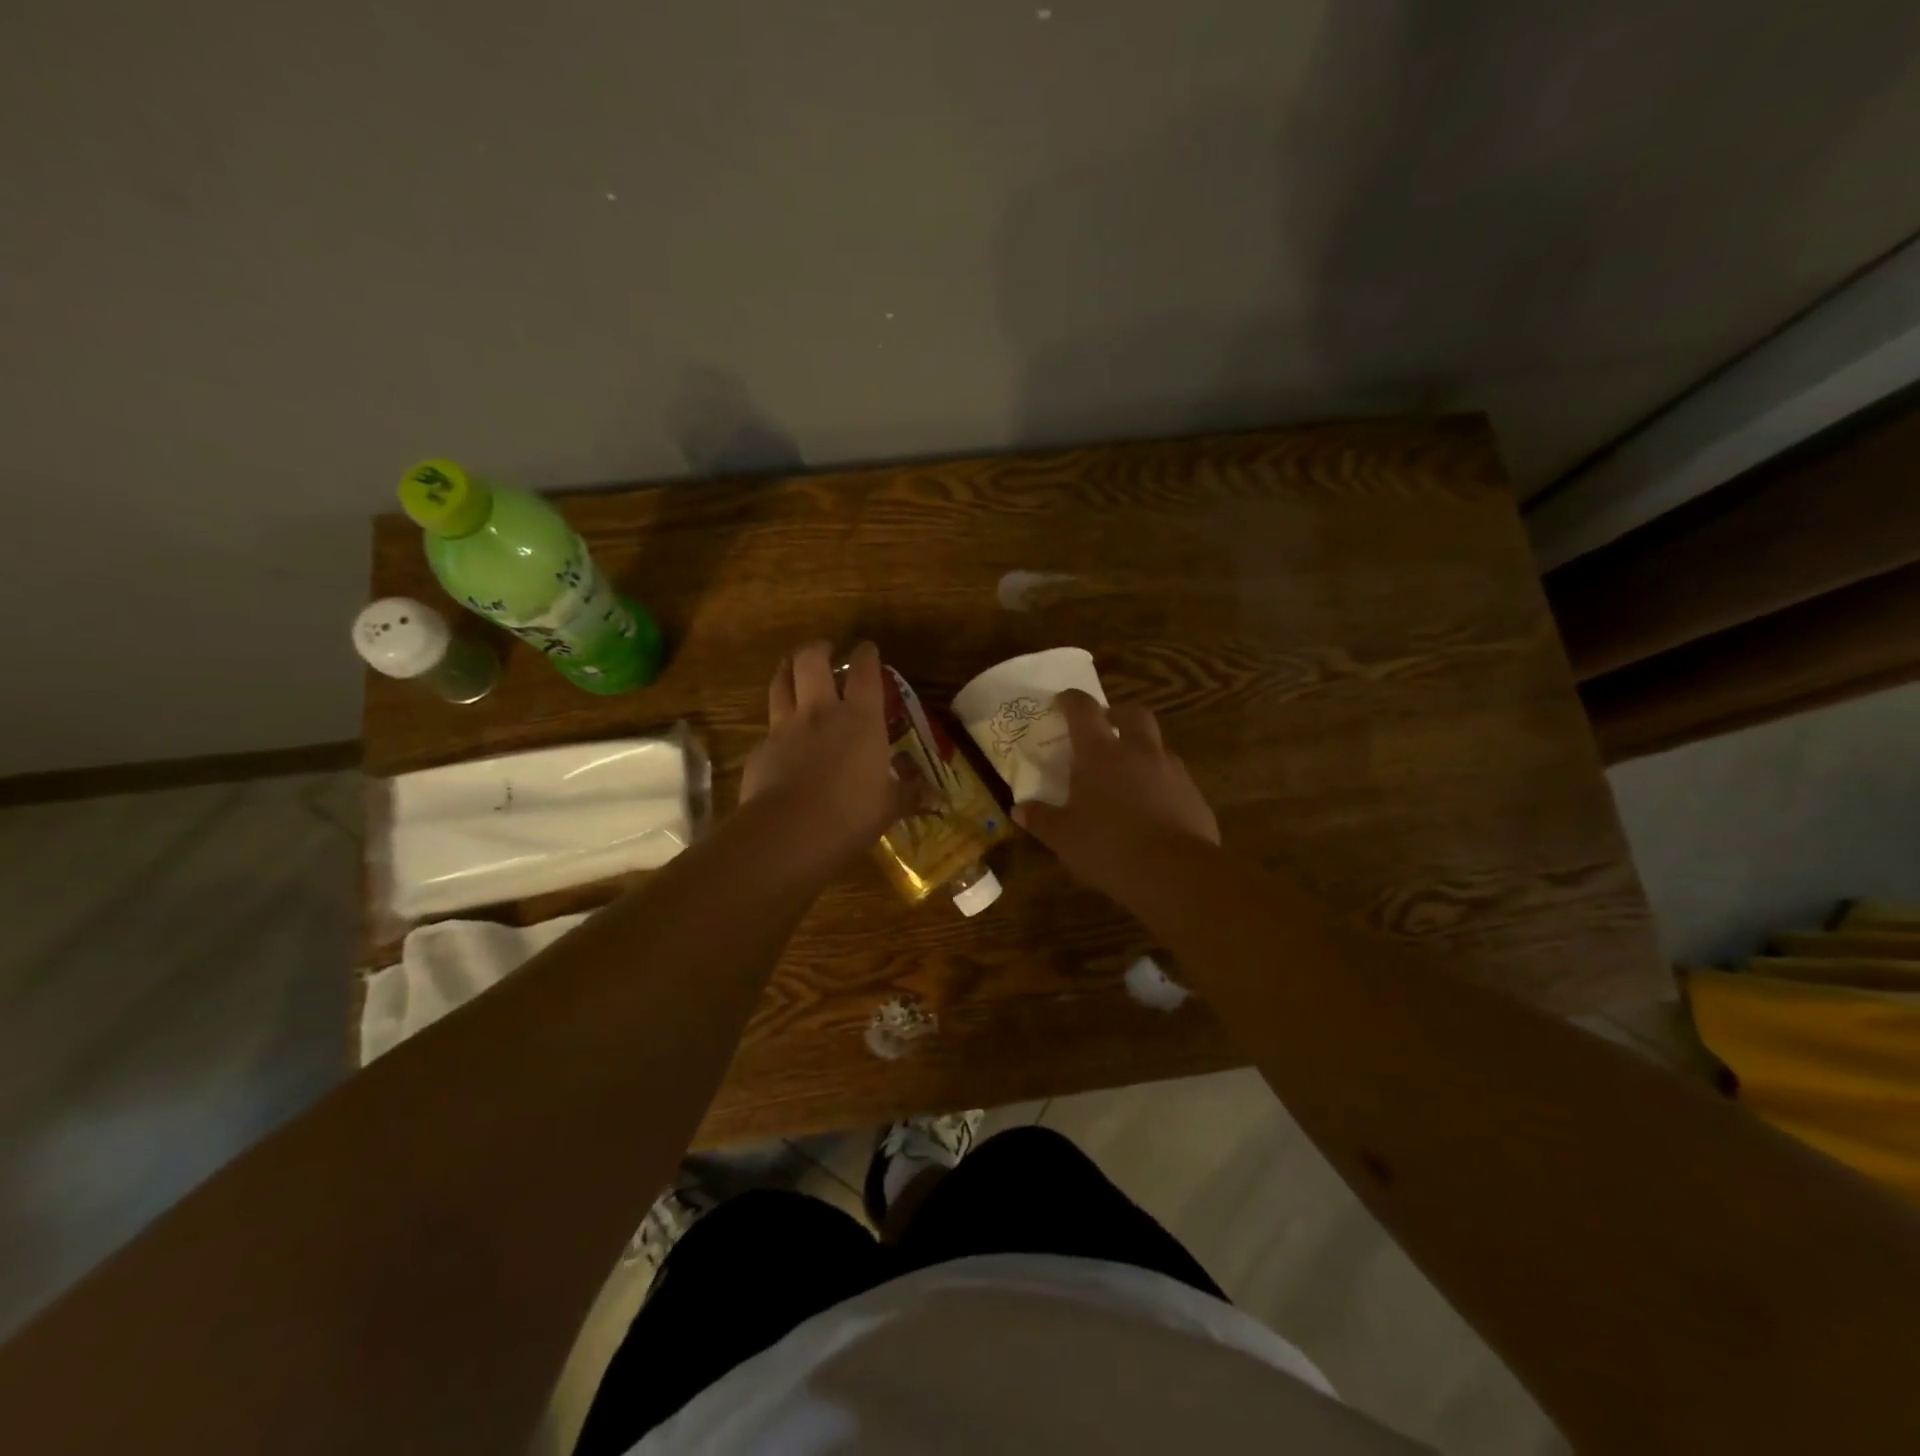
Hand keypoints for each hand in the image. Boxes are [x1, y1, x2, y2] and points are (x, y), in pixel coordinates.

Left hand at [740, 640, 910, 871]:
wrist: (789, 832)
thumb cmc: (852, 814)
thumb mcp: (889, 806)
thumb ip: (909, 796)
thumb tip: (938, 799)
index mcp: (860, 719)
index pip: (865, 672)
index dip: (866, 655)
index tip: (867, 648)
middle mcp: (821, 713)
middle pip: (811, 661)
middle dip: (818, 649)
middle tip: (824, 650)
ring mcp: (785, 728)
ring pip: (780, 683)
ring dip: (787, 671)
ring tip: (792, 670)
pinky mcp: (760, 750)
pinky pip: (768, 727)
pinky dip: (775, 725)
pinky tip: (779, 737)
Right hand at [1014, 690, 1219, 901]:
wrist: (1175, 873)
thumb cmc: (1108, 847)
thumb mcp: (1064, 837)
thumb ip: (1041, 819)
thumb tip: (1019, 809)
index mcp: (1100, 754)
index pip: (1084, 710)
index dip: (1071, 700)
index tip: (1062, 701)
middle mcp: (1139, 752)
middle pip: (1133, 714)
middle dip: (1117, 714)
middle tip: (1105, 726)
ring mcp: (1172, 771)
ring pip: (1157, 746)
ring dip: (1142, 750)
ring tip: (1127, 774)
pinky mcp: (1194, 795)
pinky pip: (1174, 778)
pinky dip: (1160, 783)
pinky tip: (1151, 808)